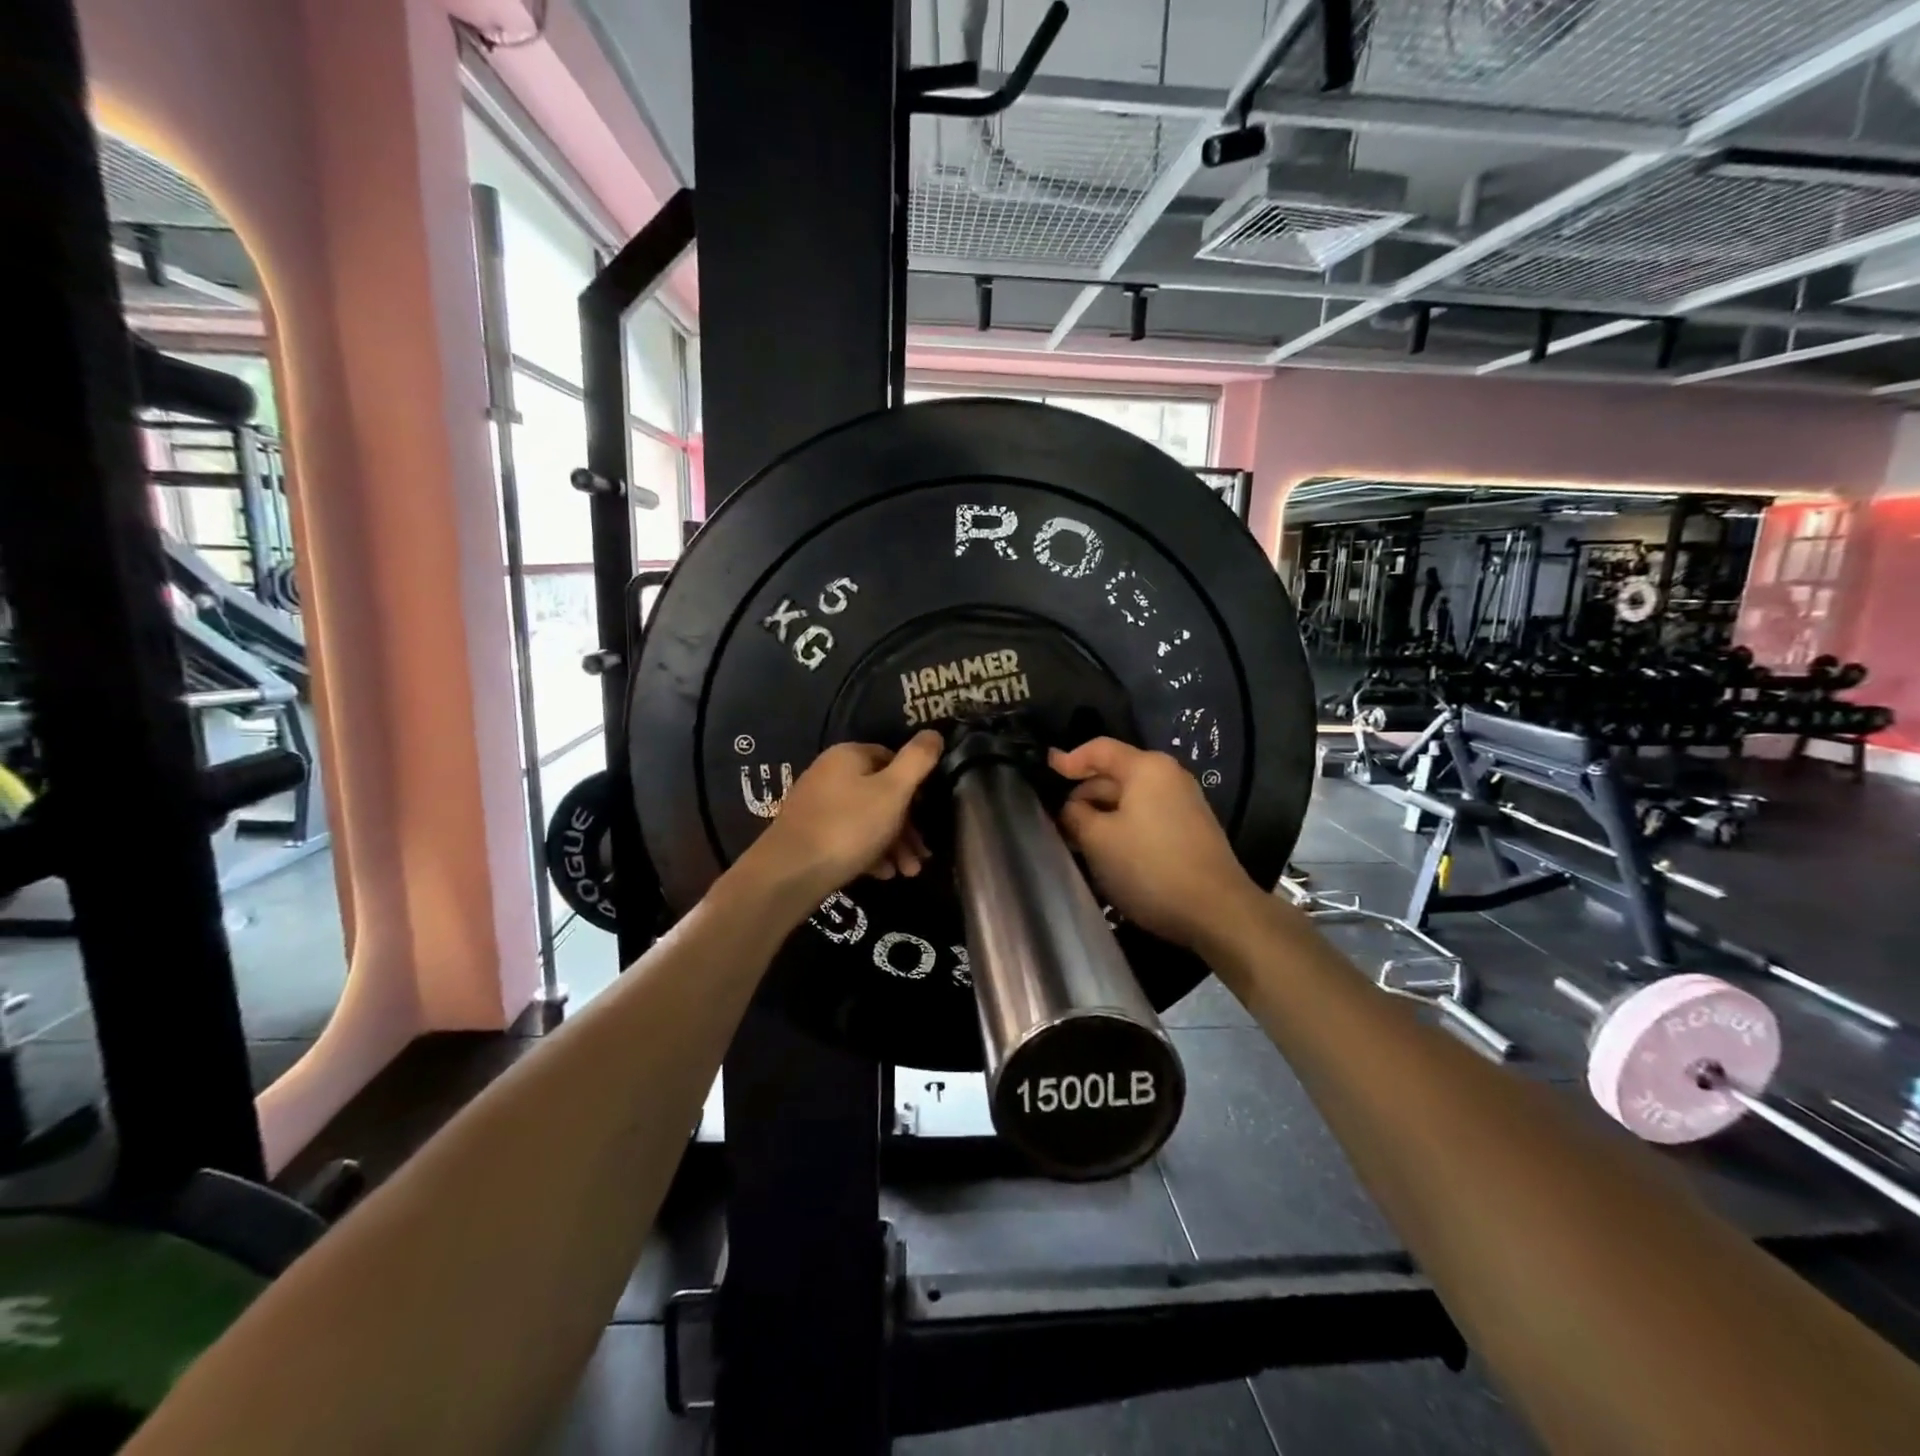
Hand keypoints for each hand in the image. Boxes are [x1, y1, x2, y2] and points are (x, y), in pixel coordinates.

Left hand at [736, 731, 944, 905]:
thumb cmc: (848, 827)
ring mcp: (817, 804)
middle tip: (922, 855)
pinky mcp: (809, 834)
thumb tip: (934, 733)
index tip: (930, 814)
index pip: (892, 759)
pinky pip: (848, 837)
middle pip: (881, 794)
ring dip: (893, 844)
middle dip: (907, 826)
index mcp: (849, 755)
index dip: (915, 786)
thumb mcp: (893, 791)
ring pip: (867, 819)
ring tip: (908, 872)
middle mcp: (829, 773)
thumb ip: (917, 761)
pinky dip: (869, 852)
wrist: (789, 873)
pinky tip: (882, 874)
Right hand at [1049, 738, 1261, 950]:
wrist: (1217, 912)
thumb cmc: (1150, 866)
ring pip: (1129, 800)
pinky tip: (1106, 852)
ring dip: (1101, 815)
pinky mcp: (1189, 830)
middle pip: (1115, 774)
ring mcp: (1183, 804)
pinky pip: (1145, 817)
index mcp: (1147, 768)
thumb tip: (1071, 808)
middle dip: (1083, 794)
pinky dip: (1121, 827)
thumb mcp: (1098, 839)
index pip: (1100, 749)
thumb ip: (1075, 815)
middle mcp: (1168, 777)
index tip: (1044, 769)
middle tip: (1055, 819)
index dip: (1069, 758)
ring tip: (1075, 839)